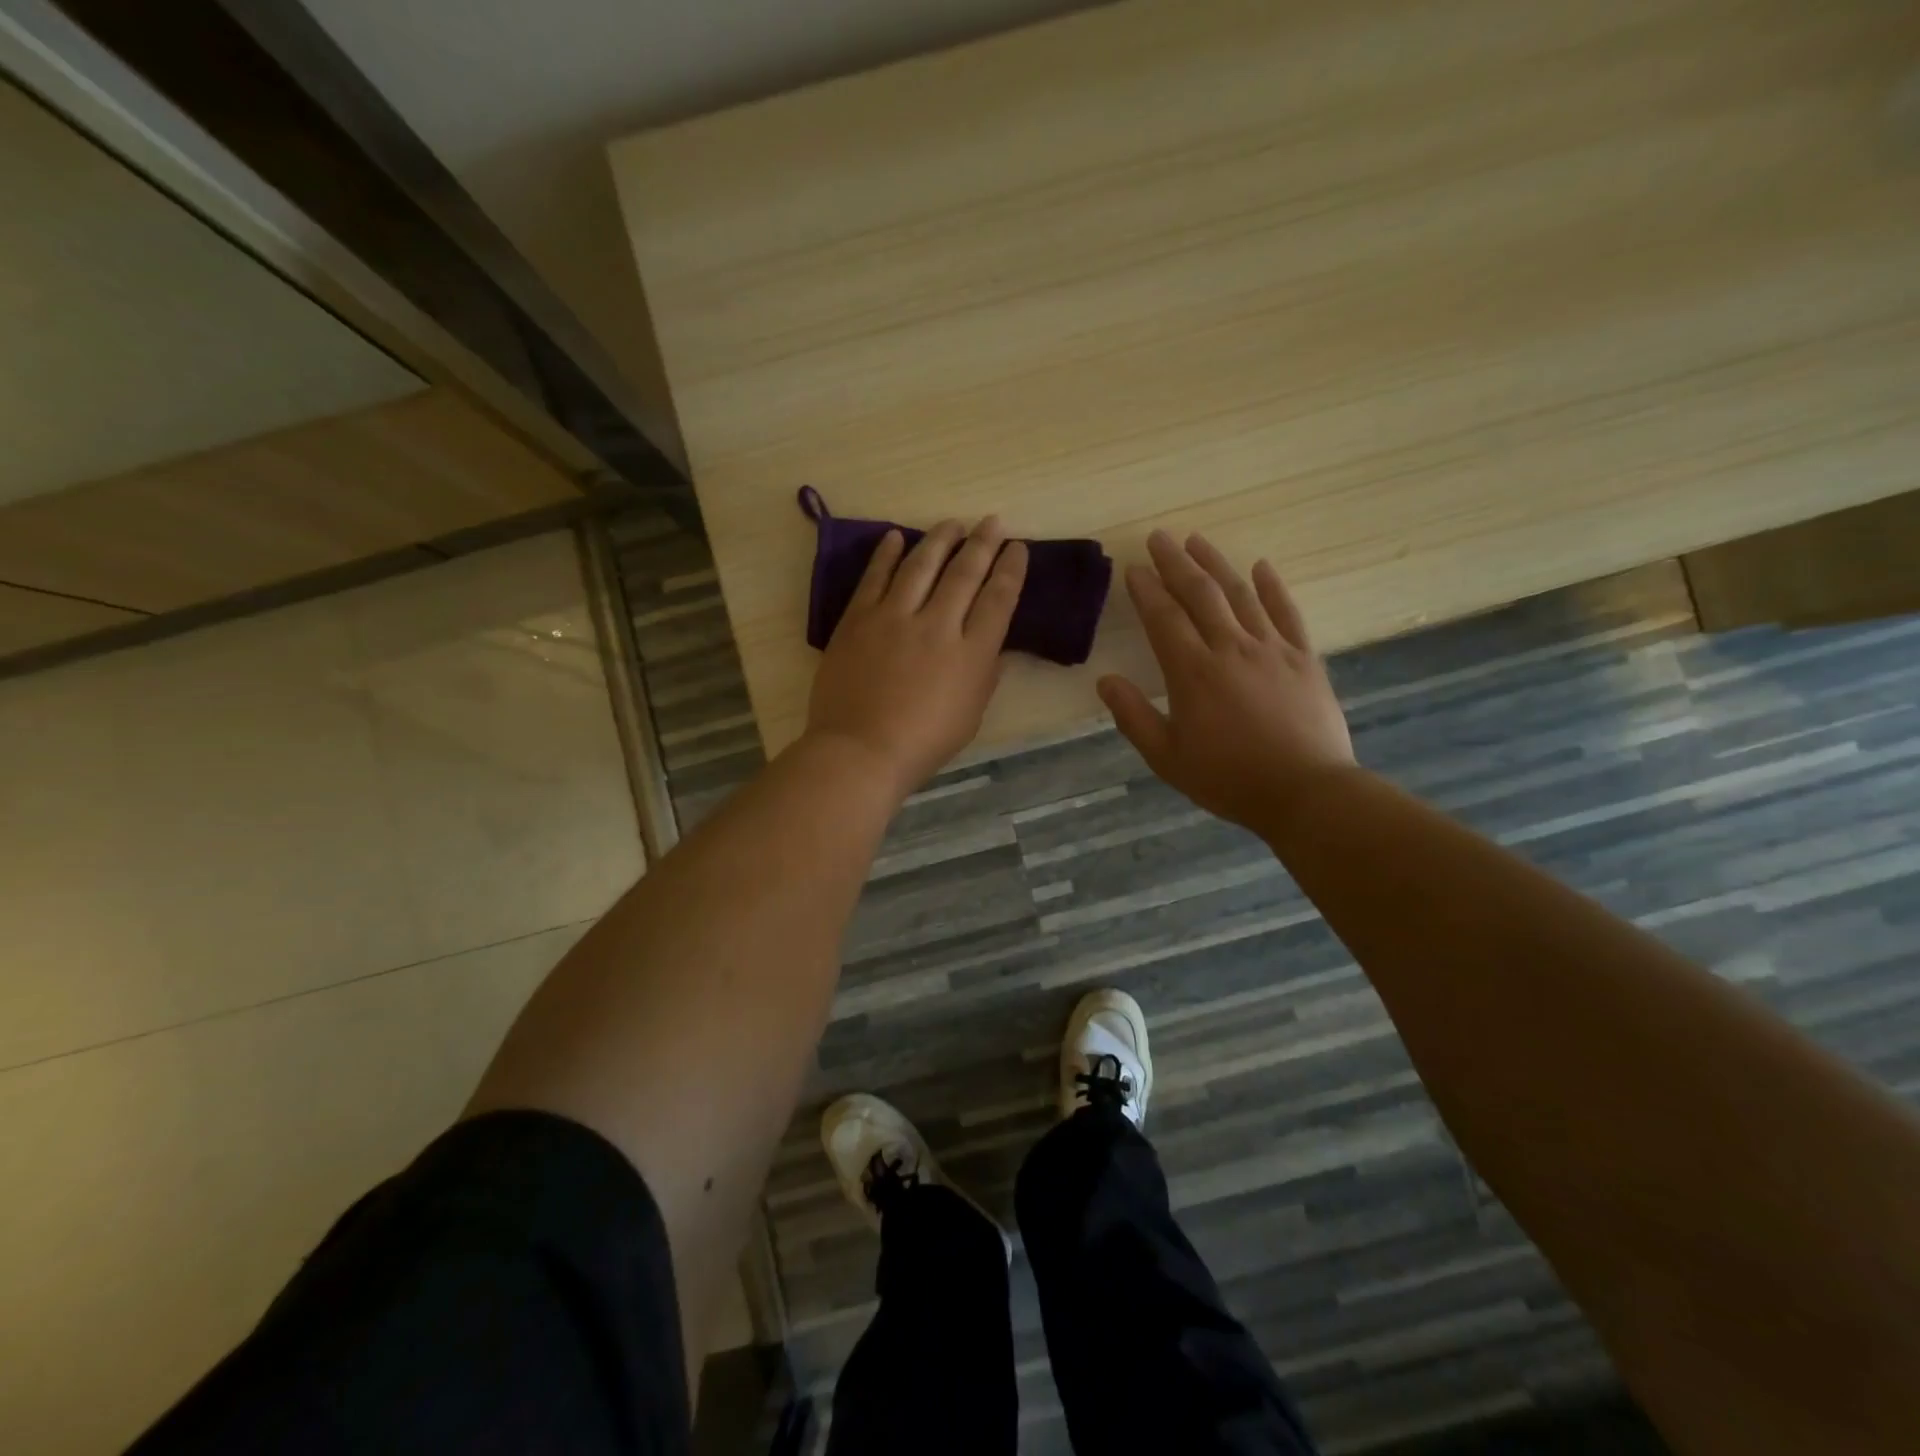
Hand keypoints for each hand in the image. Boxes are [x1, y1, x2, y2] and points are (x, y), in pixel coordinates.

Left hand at [804, 517, 1028, 799]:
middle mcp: (937, 625)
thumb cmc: (923, 743)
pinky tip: (895, 536)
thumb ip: (985, 675)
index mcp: (971, 653)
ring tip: (951, 524)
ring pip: (921, 565)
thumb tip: (994, 647)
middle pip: (965, 573)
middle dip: (983, 543)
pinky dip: (886, 554)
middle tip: (992, 522)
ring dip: (939, 540)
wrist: (860, 751)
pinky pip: (875, 577)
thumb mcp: (971, 715)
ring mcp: (894, 618)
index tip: (1017, 548)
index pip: (999, 599)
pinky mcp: (858, 619)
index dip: (1011, 569)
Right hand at [1098, 530, 1356, 834]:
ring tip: (1197, 540)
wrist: (1305, 792)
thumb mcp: (1167, 757)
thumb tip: (1105, 681)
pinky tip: (1261, 567)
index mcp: (1193, 672)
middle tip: (1159, 537)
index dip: (1146, 590)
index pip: (1163, 618)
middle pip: (1200, 593)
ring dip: (1216, 564)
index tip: (1134, 568)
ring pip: (1240, 594)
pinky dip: (1272, 587)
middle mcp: (1231, 648)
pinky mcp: (1304, 658)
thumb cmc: (1228, 778)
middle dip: (1176, 562)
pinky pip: (1286, 612)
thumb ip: (1133, 716)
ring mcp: (1272, 649)